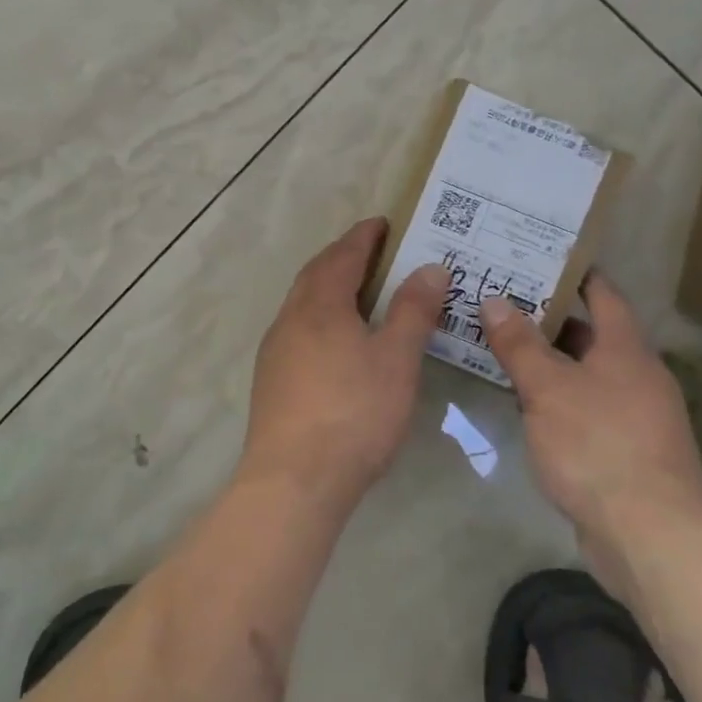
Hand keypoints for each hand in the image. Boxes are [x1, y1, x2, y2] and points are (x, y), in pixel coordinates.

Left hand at [243, 219, 449, 511]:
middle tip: (373, 252)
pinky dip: (320, 317)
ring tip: (359, 292)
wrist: (294, 479)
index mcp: (320, 304)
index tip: (383, 223)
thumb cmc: (354, 412)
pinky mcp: (271, 379)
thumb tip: (430, 267)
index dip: (364, 236)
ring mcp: (276, 349)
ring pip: (303, 302)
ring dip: (329, 287)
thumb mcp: (396, 359)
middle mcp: (291, 318)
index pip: (343, 255)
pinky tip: (336, 341)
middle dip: (343, 257)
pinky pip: (298, 329)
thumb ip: (413, 310)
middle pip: (316, 274)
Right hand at [479, 277, 701, 594]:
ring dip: (549, 362)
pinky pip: (586, 409)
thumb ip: (519, 344)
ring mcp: (635, 416)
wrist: (652, 537)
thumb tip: (494, 300)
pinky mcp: (625, 452)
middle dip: (548, 319)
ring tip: (501, 347)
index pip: (602, 295)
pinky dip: (557, 399)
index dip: (574, 274)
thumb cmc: (598, 446)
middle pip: (591, 335)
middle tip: (501, 302)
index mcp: (626, 350)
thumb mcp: (548, 389)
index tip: (538, 258)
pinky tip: (525, 404)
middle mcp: (637, 376)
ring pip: (585, 375)